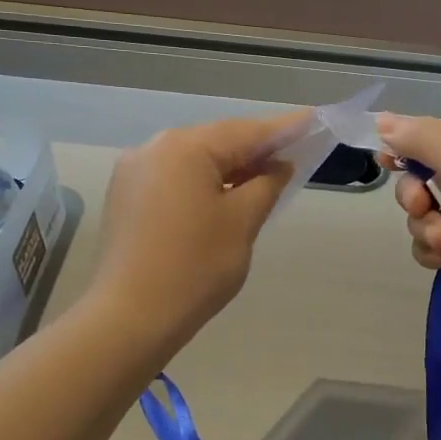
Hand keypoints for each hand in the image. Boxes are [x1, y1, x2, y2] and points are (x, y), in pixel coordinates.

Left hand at [91, 114, 299, 345]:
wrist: (129, 318)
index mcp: (185, 147)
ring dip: (229, 168)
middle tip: (293, 156)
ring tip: (265, 178)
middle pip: (217, 141)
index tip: (313, 121)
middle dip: (255, 150)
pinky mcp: (127, 196)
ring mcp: (134, 172)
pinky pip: (175, 177)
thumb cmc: (195, 267)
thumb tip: (279, 165)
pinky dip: (204, 182)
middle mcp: (154, 148)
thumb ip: (266, 184)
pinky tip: (225, 196)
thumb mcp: (242, 222)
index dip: (284, 129)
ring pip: (194, 160)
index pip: (246, 131)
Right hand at [377, 114, 440, 332]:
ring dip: (424, 225)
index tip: (384, 159)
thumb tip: (381, 119)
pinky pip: (433, 241)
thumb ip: (421, 137)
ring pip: (425, 210)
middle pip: (427, 172)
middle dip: (416, 193)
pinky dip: (433, 249)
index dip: (409, 145)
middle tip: (420, 206)